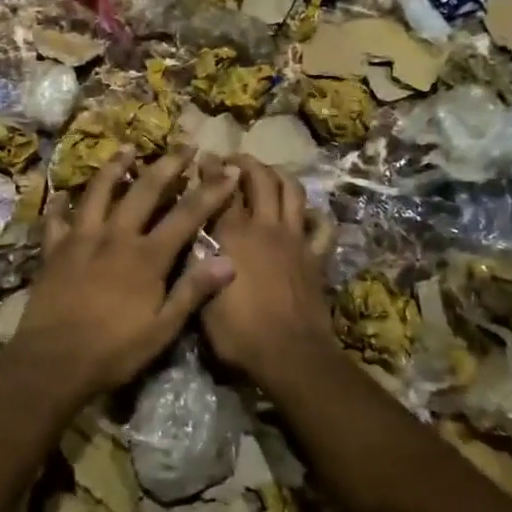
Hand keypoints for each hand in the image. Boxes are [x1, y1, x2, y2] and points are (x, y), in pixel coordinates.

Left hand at [12, 148, 239, 397]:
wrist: (53, 360)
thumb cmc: (114, 350)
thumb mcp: (162, 329)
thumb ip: (192, 291)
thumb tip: (229, 261)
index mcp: (147, 256)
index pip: (186, 215)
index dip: (210, 192)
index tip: (227, 171)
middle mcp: (115, 236)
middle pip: (144, 191)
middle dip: (168, 166)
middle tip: (184, 145)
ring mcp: (81, 239)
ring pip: (99, 192)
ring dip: (115, 168)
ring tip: (127, 149)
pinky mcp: (54, 250)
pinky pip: (56, 219)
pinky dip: (60, 204)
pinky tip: (62, 194)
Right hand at [199, 157, 337, 381]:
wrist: (290, 354)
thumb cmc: (238, 331)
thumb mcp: (200, 298)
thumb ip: (195, 261)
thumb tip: (189, 234)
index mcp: (233, 235)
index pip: (220, 189)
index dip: (212, 169)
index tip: (204, 157)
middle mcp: (265, 227)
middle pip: (260, 179)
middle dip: (247, 162)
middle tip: (234, 160)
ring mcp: (295, 239)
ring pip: (292, 191)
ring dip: (279, 175)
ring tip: (268, 173)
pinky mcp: (316, 256)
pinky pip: (322, 226)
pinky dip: (314, 214)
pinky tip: (305, 213)